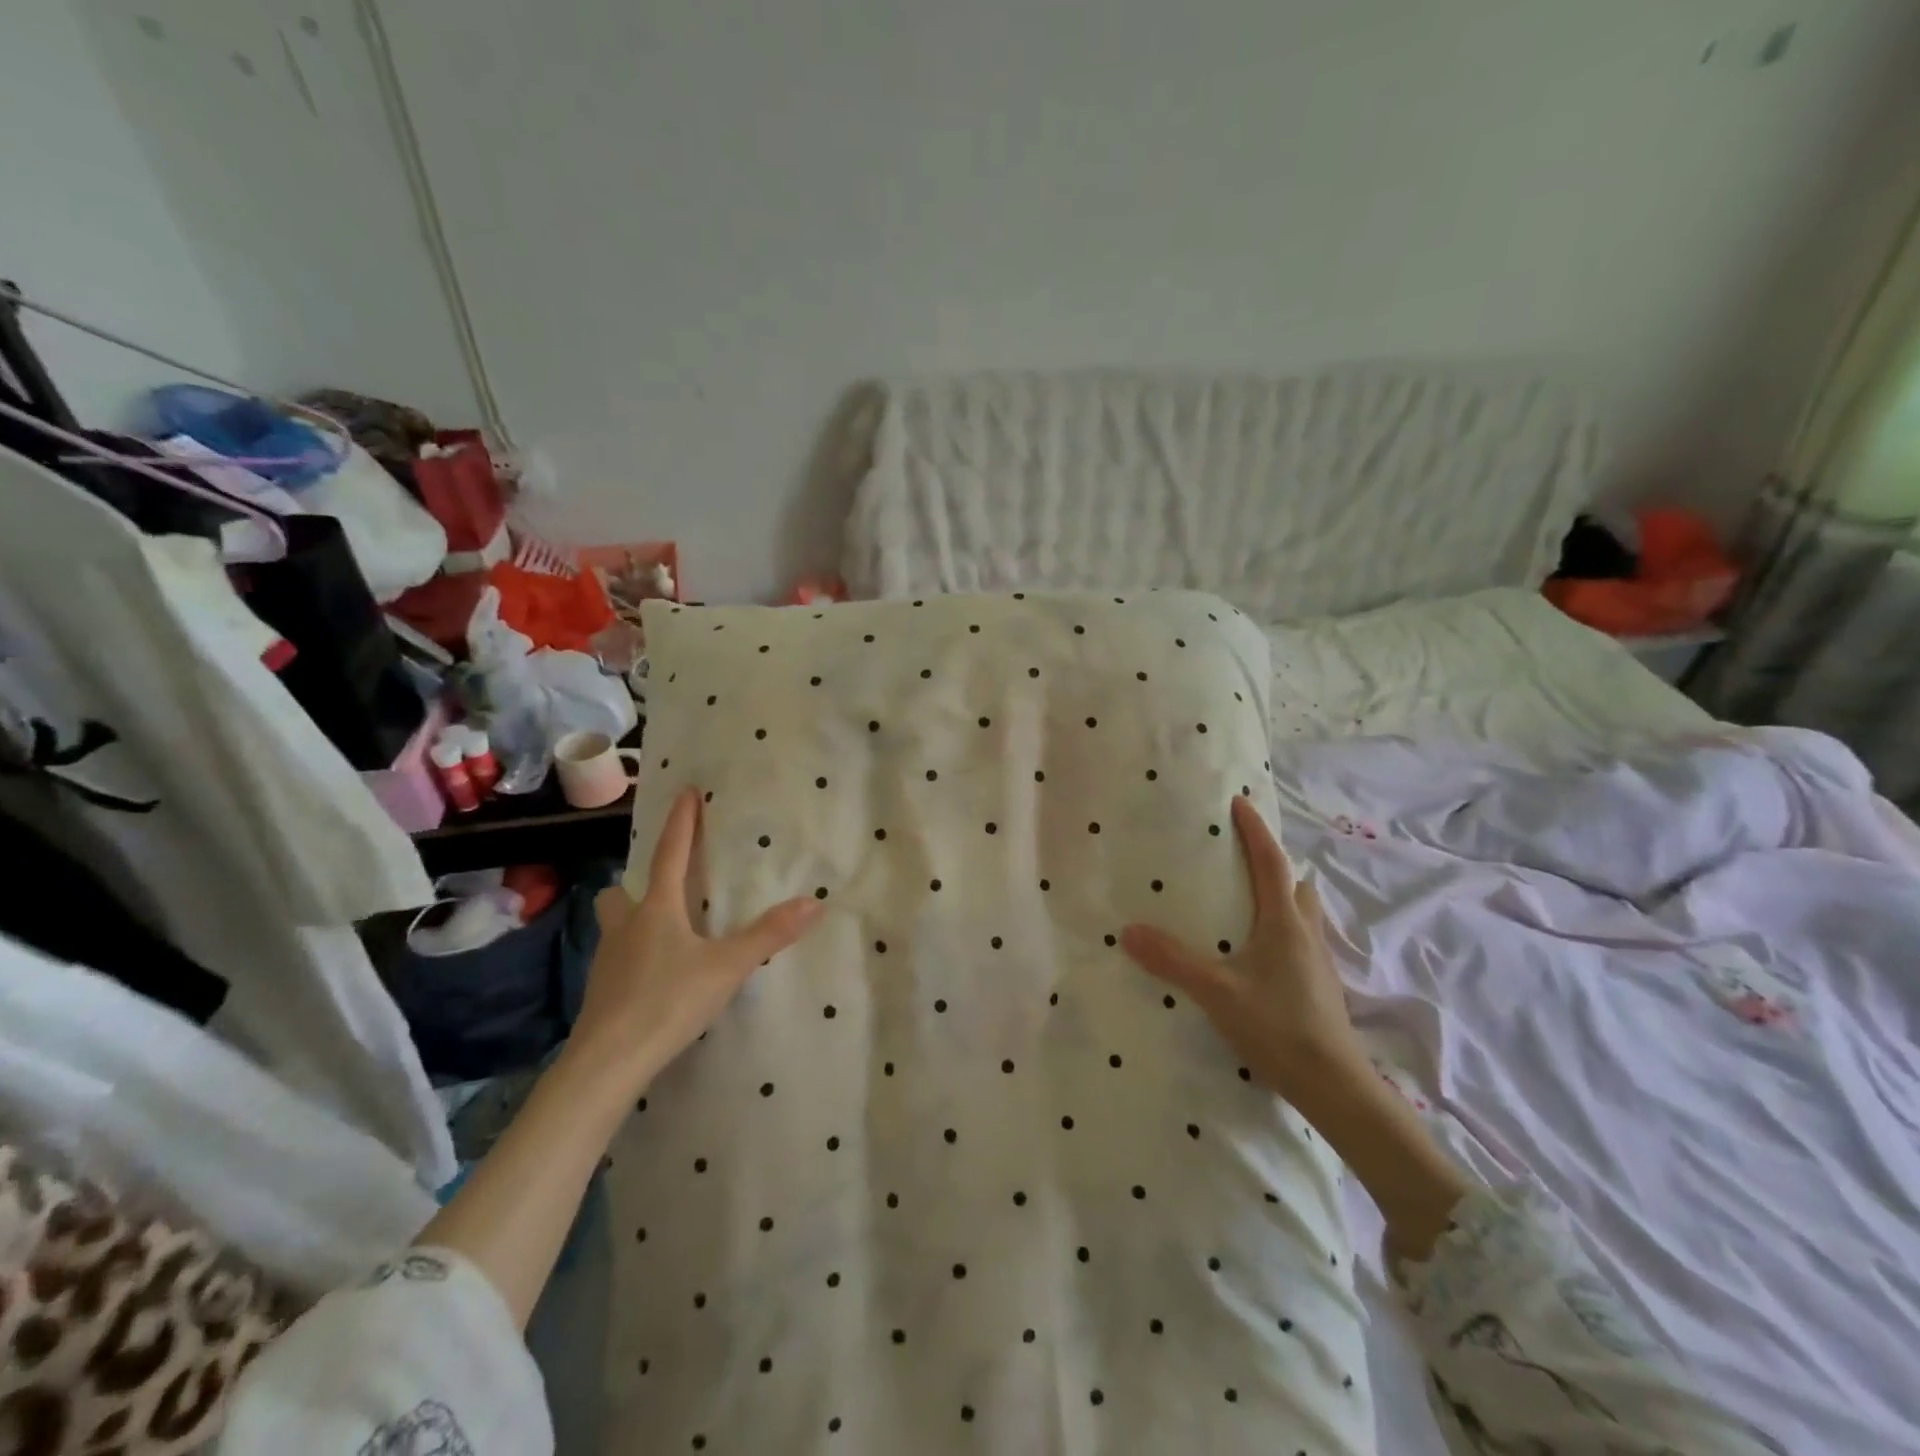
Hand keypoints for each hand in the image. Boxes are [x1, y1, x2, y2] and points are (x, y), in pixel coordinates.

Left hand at [564, 788, 822, 1092]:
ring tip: (660, 933)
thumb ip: (769, 935)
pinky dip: (632, 956)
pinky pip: (615, 959)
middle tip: (661, 889)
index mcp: (656, 910)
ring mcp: (607, 960)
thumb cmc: (667, 1001)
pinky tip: (652, 976)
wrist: (607, 1062)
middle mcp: (626, 927)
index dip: (680, 822)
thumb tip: (814, 903)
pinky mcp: (600, 992)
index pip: (670, 854)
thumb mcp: (727, 967)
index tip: (684, 792)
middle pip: (619, 893)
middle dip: (636, 884)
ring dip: (631, 920)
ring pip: (613, 926)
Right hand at [1121, 794, 1367, 1105]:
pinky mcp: (1320, 986)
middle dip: (1272, 864)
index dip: (1255, 831)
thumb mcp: (1217, 992)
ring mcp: (1318, 961)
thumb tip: (1128, 930)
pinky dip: (1281, 927)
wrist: (1335, 1086)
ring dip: (1281, 896)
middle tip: (1240, 859)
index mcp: (1284, 923)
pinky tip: (1258, 952)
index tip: (1239, 803)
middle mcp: (1307, 933)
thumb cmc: (1279, 1027)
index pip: (1271, 863)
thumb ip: (1173, 961)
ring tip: (1246, 902)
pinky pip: (1301, 939)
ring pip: (1302, 912)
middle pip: (1295, 884)